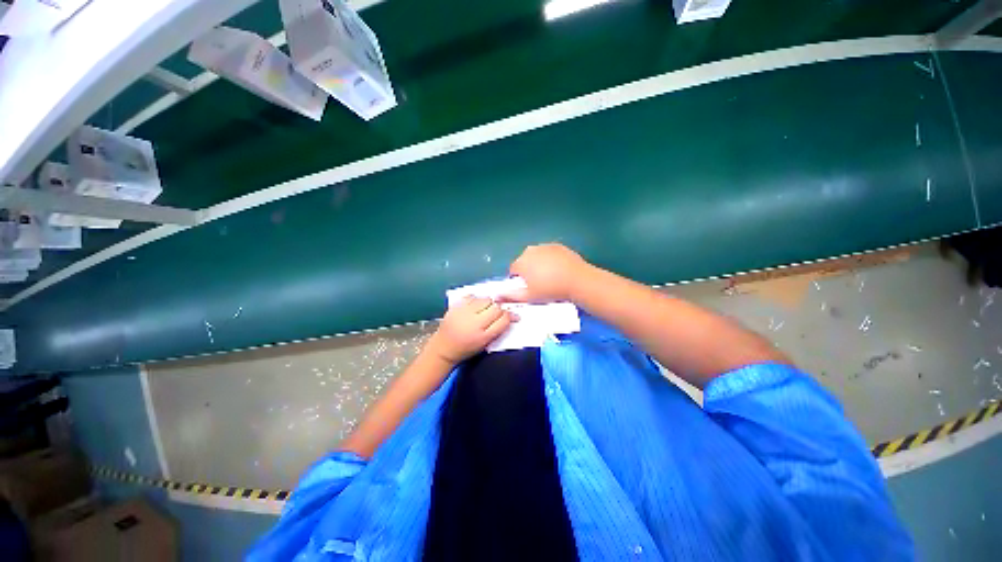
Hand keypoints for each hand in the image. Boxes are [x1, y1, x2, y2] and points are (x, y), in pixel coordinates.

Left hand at [426, 297, 514, 364]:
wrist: (443, 349)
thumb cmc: (467, 349)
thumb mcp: (485, 343)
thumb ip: (498, 329)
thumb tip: (510, 315)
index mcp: (483, 336)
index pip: (504, 319)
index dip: (509, 316)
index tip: (510, 315)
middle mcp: (474, 323)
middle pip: (496, 307)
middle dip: (499, 309)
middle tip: (495, 313)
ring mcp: (464, 313)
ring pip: (485, 299)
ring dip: (488, 303)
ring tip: (484, 309)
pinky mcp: (455, 307)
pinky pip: (471, 296)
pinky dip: (475, 299)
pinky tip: (474, 306)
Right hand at [505, 243, 591, 302]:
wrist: (577, 280)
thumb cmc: (550, 290)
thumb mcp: (529, 296)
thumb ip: (511, 296)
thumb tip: (497, 296)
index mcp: (521, 262)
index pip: (513, 270)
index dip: (518, 280)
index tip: (527, 287)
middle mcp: (530, 251)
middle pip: (524, 261)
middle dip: (528, 270)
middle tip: (538, 283)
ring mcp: (545, 246)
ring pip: (536, 256)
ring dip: (538, 264)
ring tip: (549, 276)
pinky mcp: (558, 246)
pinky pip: (548, 253)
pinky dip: (550, 259)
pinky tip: (558, 269)